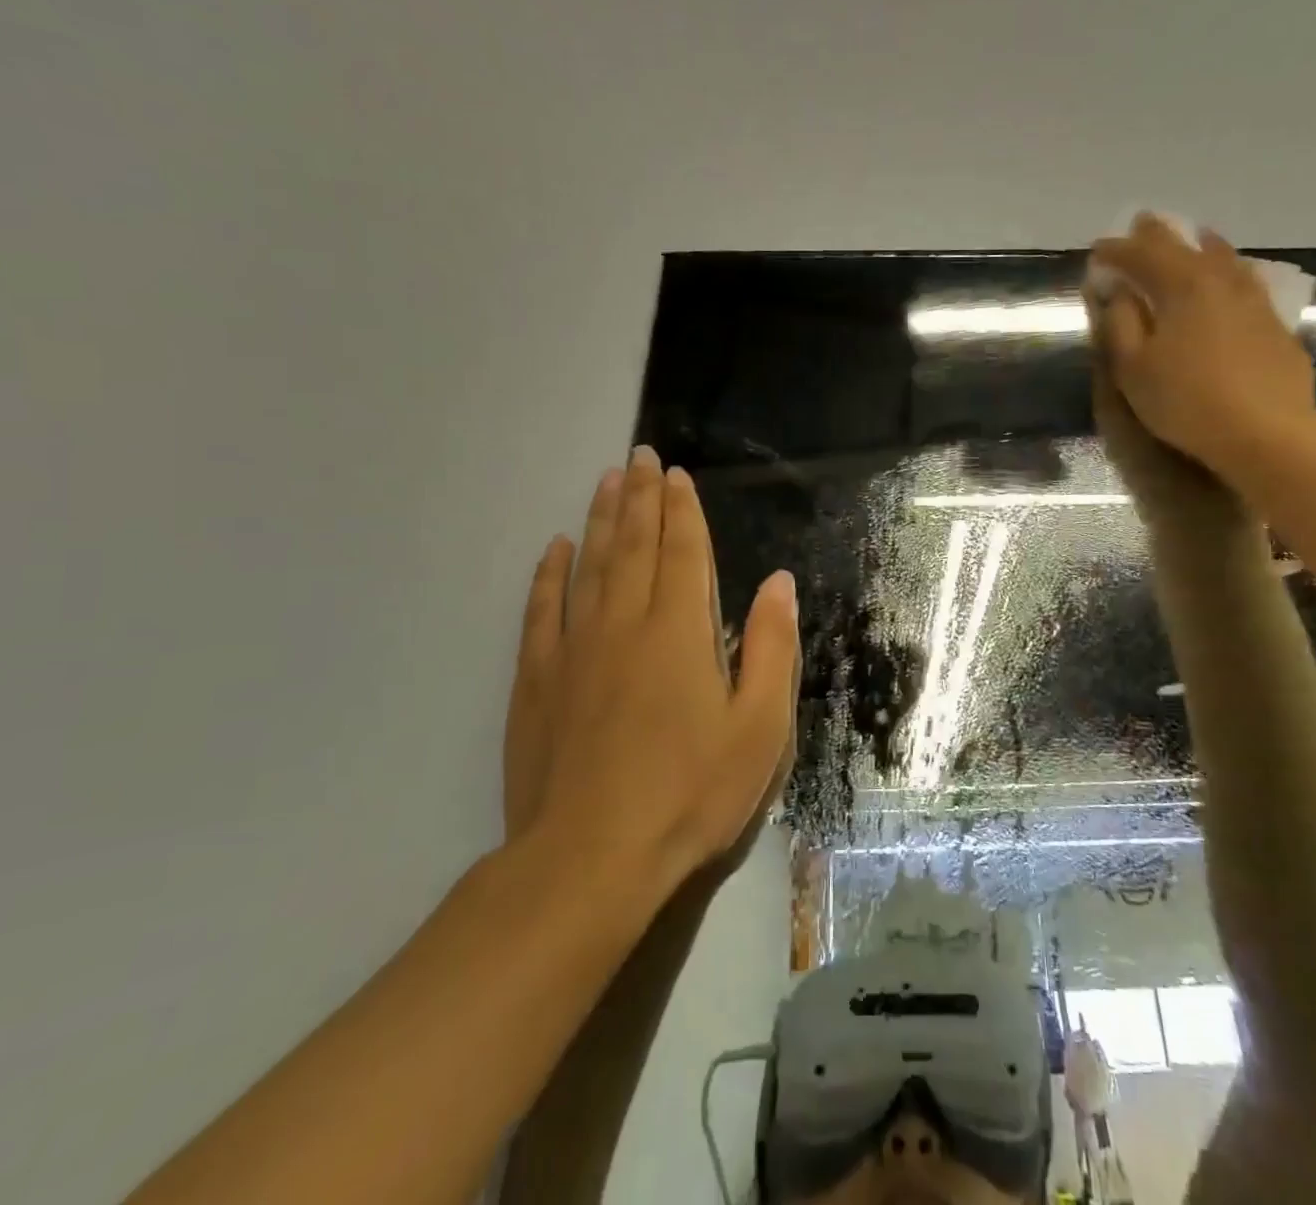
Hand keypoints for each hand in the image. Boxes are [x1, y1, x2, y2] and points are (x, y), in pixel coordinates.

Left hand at [501, 447, 797, 901]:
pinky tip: (555, 550)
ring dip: (600, 519)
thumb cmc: (691, 792)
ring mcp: (574, 649)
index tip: (675, 474)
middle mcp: (624, 623)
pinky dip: (549, 574)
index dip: (681, 509)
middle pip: (634, 544)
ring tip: (605, 482)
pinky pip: (543, 610)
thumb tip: (778, 583)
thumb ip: (770, 648)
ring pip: (589, 565)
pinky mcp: (537, 681)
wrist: (591, 859)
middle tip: (638, 457)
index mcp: (680, 630)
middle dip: (639, 496)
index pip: (682, 551)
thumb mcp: (759, 727)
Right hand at [1084, 213, 1315, 490]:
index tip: (1097, 250)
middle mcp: (1220, 281)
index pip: (1142, 256)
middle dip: (1158, 235)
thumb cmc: (1186, 401)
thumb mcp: (1134, 368)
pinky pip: (1246, 282)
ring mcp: (1254, 300)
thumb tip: (1118, 292)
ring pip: (1225, 259)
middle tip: (1141, 224)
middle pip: (1185, 246)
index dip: (1116, 251)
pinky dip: (1229, 271)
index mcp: (1181, 286)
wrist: (1267, 432)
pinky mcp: (1275, 325)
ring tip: (1194, 237)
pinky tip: (1232, 279)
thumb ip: (1121, 324)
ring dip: (1202, 246)